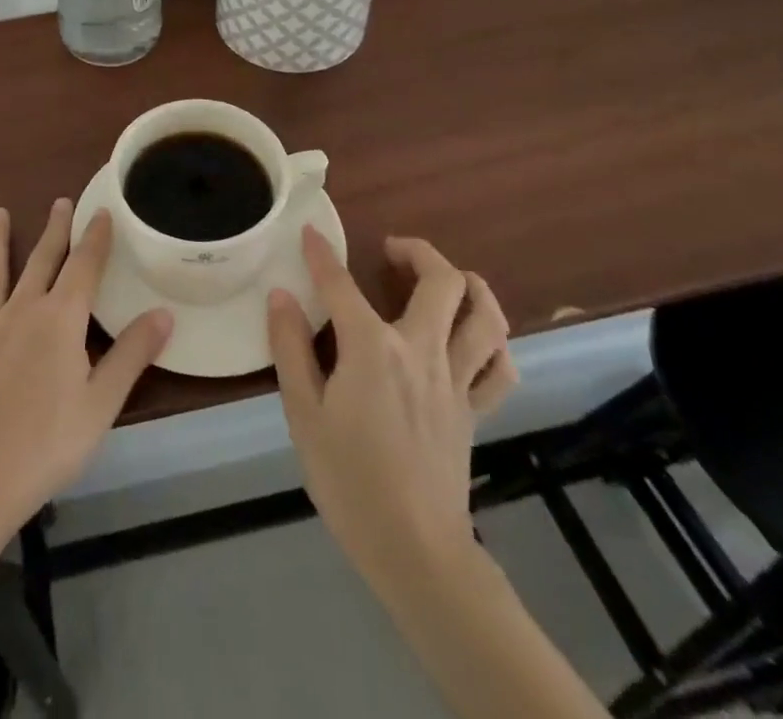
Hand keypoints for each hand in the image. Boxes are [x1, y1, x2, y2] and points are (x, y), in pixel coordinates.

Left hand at [0, 200, 172, 537]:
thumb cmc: (48, 444)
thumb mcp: (102, 402)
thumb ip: (132, 354)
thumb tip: (164, 312)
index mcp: (60, 319)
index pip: (84, 267)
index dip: (95, 238)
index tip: (102, 212)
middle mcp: (23, 311)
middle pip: (42, 261)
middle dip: (54, 230)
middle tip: (60, 201)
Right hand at [268, 228, 516, 582]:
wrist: (414, 550)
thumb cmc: (348, 479)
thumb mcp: (302, 413)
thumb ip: (290, 348)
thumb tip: (282, 296)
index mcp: (373, 348)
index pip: (342, 284)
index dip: (322, 254)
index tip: (310, 233)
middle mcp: (421, 350)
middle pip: (442, 281)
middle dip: (418, 251)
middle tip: (391, 251)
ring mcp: (456, 380)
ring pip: (486, 316)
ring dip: (470, 285)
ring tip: (443, 279)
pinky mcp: (475, 410)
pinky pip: (500, 367)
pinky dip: (493, 342)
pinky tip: (475, 337)